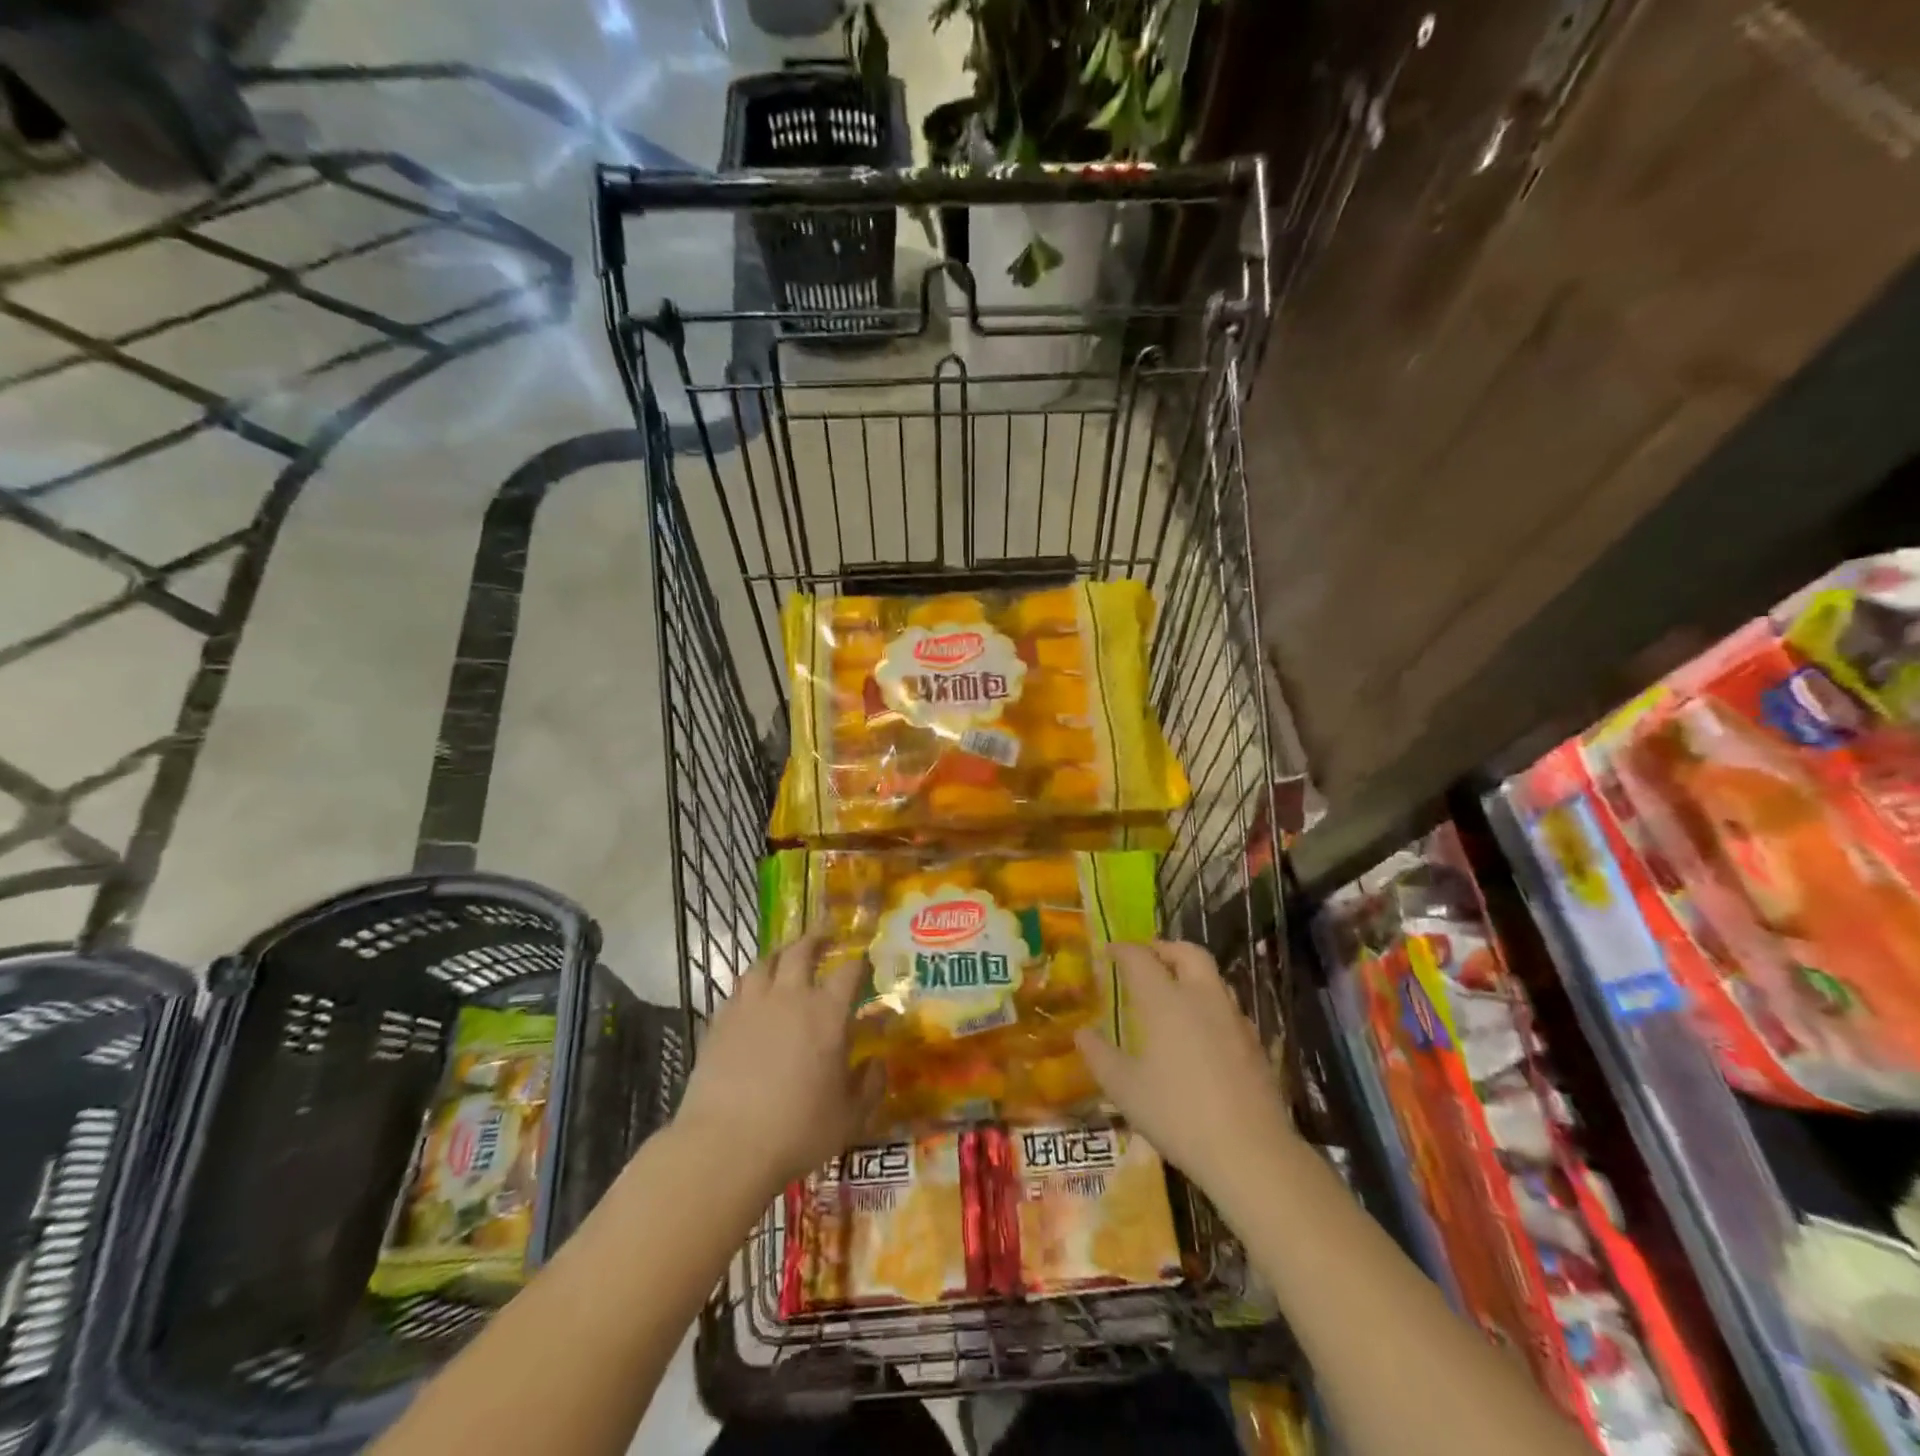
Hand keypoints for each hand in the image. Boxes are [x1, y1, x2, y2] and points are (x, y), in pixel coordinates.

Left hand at [671, 931, 881, 1191]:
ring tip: (786, 959)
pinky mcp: (720, 1022)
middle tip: (825, 935)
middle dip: (816, 938)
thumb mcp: (850, 1117)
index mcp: (827, 1013)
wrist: (725, 1145)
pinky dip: (751, 985)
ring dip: (779, 955)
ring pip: (764, 962)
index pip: (850, 971)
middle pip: (801, 950)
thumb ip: (871, 1085)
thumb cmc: (798, 1130)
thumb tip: (879, 1062)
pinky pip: (738, 989)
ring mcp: (750, 1005)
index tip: (865, 963)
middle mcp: (790, 997)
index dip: (860, 963)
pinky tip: (753, 998)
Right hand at [1074, 941, 1298, 1198]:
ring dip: (1190, 973)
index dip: (1122, 949)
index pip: (1140, 958)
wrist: (1251, 1152)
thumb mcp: (1125, 1089)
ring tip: (1173, 992)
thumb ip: (1099, 1056)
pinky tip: (1202, 1030)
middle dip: (1164, 949)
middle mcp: (1201, 998)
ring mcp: (1233, 1019)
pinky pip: (1228, 1007)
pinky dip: (1209, 1003)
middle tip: (1146, 958)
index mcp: (1165, 1000)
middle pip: (1188, 952)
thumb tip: (1082, 1033)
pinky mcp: (1255, 1043)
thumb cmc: (1177, 1114)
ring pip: (1213, 977)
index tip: (1108, 951)